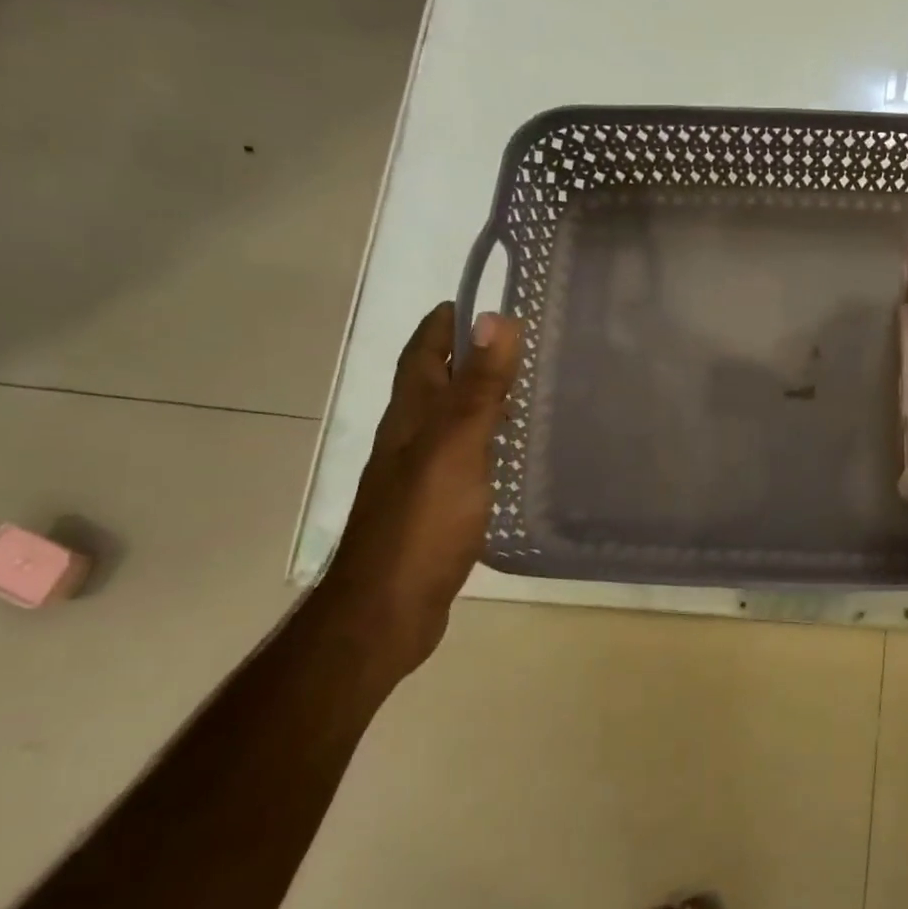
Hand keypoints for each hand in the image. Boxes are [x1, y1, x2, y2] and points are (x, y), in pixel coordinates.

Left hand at [322, 302, 520, 682]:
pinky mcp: (435, 508)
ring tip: (520, 390)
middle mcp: (410, 440)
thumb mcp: (456, 446)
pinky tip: (508, 454)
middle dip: (464, 357)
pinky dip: (484, 442)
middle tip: (513, 343)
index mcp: (411, 418)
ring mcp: (420, 476)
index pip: (422, 354)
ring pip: (449, 422)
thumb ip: (478, 387)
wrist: (387, 607)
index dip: (443, 325)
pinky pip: (463, 458)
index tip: (474, 300)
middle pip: (433, 385)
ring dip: (476, 399)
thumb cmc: (422, 522)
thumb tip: (496, 318)